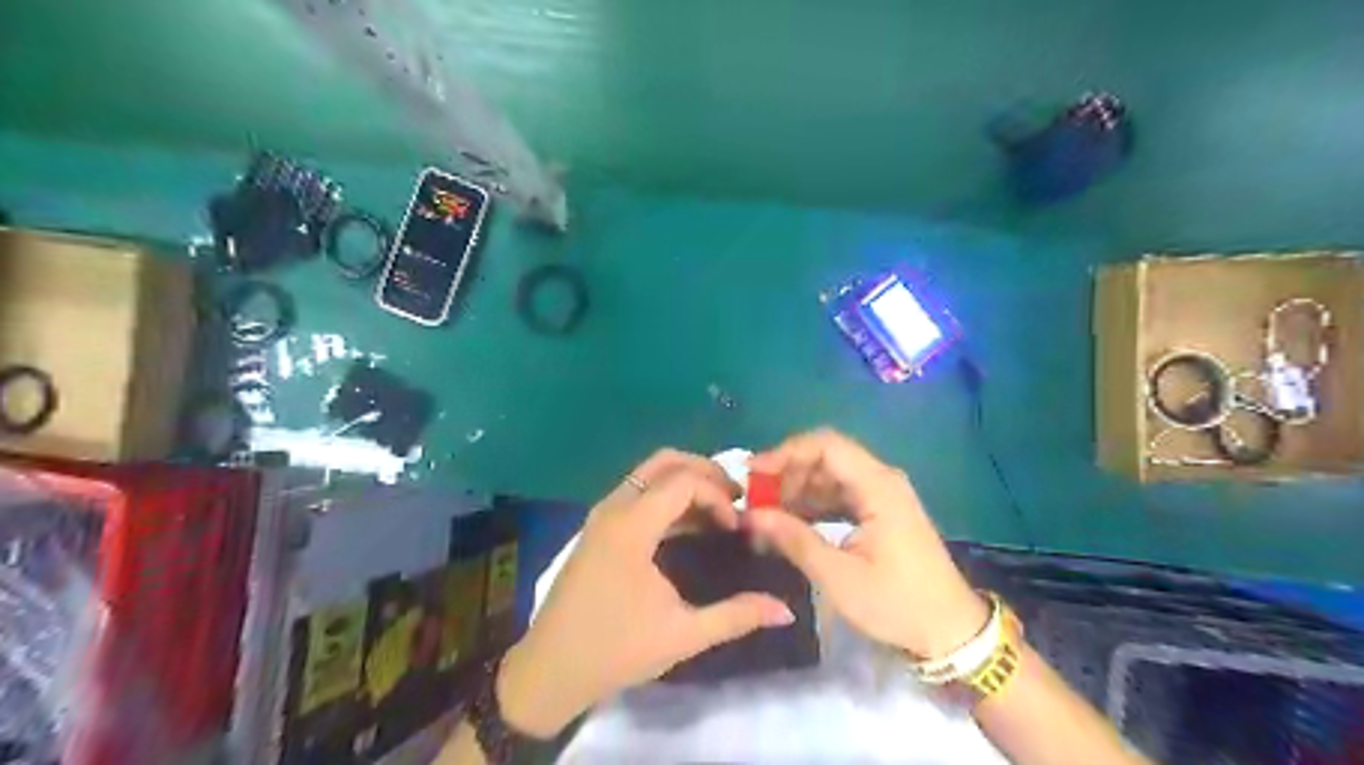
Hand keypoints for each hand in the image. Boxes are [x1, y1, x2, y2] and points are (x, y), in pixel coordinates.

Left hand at [495, 447, 796, 734]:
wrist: (549, 671)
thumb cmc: (615, 651)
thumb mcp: (682, 635)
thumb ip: (737, 616)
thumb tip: (786, 610)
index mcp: (631, 526)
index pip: (684, 482)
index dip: (718, 496)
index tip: (736, 527)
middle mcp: (614, 508)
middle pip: (665, 462)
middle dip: (705, 472)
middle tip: (735, 499)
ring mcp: (602, 514)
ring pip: (649, 473)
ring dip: (686, 482)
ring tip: (718, 510)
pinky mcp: (598, 527)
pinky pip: (638, 492)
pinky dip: (667, 495)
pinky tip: (688, 525)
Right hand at [741, 429, 987, 656]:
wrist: (950, 631)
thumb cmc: (897, 603)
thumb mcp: (838, 576)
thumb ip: (793, 539)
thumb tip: (751, 516)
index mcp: (878, 486)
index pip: (825, 445)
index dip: (786, 453)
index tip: (753, 475)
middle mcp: (881, 480)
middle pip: (826, 457)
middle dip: (788, 473)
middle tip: (756, 500)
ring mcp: (883, 495)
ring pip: (831, 476)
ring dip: (798, 490)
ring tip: (767, 514)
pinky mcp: (881, 512)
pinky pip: (840, 494)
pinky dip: (814, 504)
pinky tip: (791, 523)